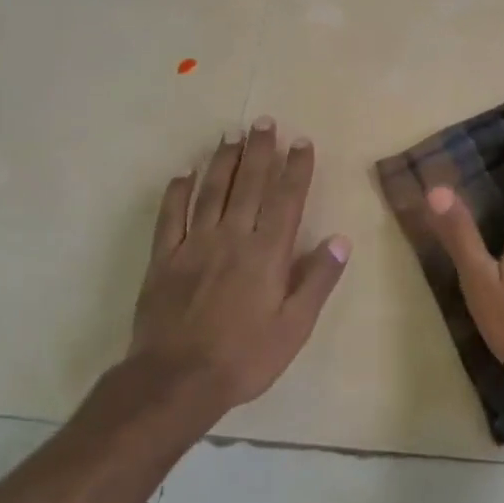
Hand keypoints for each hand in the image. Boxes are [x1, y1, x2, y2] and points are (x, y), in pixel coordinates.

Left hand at [129, 117, 350, 412]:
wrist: (175, 381)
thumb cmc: (244, 357)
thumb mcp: (294, 327)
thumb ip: (317, 280)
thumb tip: (340, 240)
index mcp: (267, 253)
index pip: (286, 199)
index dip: (296, 168)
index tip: (302, 141)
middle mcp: (232, 237)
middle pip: (249, 185)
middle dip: (259, 150)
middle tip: (263, 121)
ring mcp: (194, 245)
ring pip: (211, 192)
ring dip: (223, 161)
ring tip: (231, 135)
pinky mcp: (163, 259)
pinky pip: (170, 216)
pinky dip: (177, 192)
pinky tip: (183, 174)